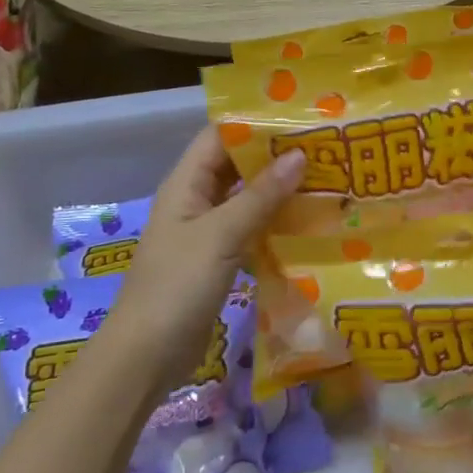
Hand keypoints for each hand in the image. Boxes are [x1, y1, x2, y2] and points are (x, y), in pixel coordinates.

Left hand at [98, 126, 305, 393]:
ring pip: (247, 198)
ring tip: (326, 178)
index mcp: (186, 184)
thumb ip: (260, 196)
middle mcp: (195, 201)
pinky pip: (250, 229)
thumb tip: (299, 155)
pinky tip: (309, 222)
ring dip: (279, 190)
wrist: (146, 356)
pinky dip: (275, 223)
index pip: (220, 137)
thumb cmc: (177, 285)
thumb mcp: (221, 235)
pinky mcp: (218, 260)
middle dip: (275, 155)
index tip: (300, 116)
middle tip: (324, 147)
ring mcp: (206, 232)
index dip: (255, 123)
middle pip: (236, 165)